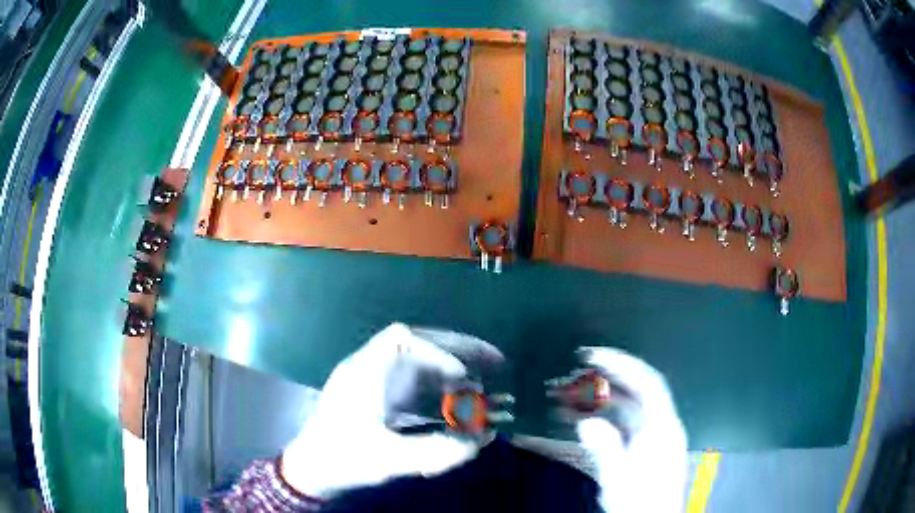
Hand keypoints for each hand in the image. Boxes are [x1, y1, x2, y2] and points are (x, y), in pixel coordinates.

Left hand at [280, 323, 502, 498]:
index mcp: (365, 372)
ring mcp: (373, 383)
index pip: (401, 338)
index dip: (437, 350)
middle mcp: (370, 369)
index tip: (461, 375)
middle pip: (416, 343)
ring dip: (449, 367)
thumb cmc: (342, 458)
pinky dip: (438, 387)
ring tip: (483, 377)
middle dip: (455, 349)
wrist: (311, 470)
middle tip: (493, 359)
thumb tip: (479, 442)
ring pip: (417, 362)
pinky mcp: (378, 399)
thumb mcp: (387, 458)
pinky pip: (414, 383)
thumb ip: (433, 451)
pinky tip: (457, 400)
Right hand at [573, 347, 687, 512]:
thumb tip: (588, 424)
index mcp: (663, 429)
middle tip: (582, 370)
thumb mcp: (620, 478)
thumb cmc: (641, 504)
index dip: (623, 364)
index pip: (648, 383)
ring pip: (630, 409)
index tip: (596, 356)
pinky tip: (589, 421)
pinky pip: (627, 425)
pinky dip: (608, 418)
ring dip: (606, 400)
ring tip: (579, 394)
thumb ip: (605, 449)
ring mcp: (654, 440)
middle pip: (638, 393)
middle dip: (610, 379)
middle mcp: (662, 429)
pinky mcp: (646, 451)